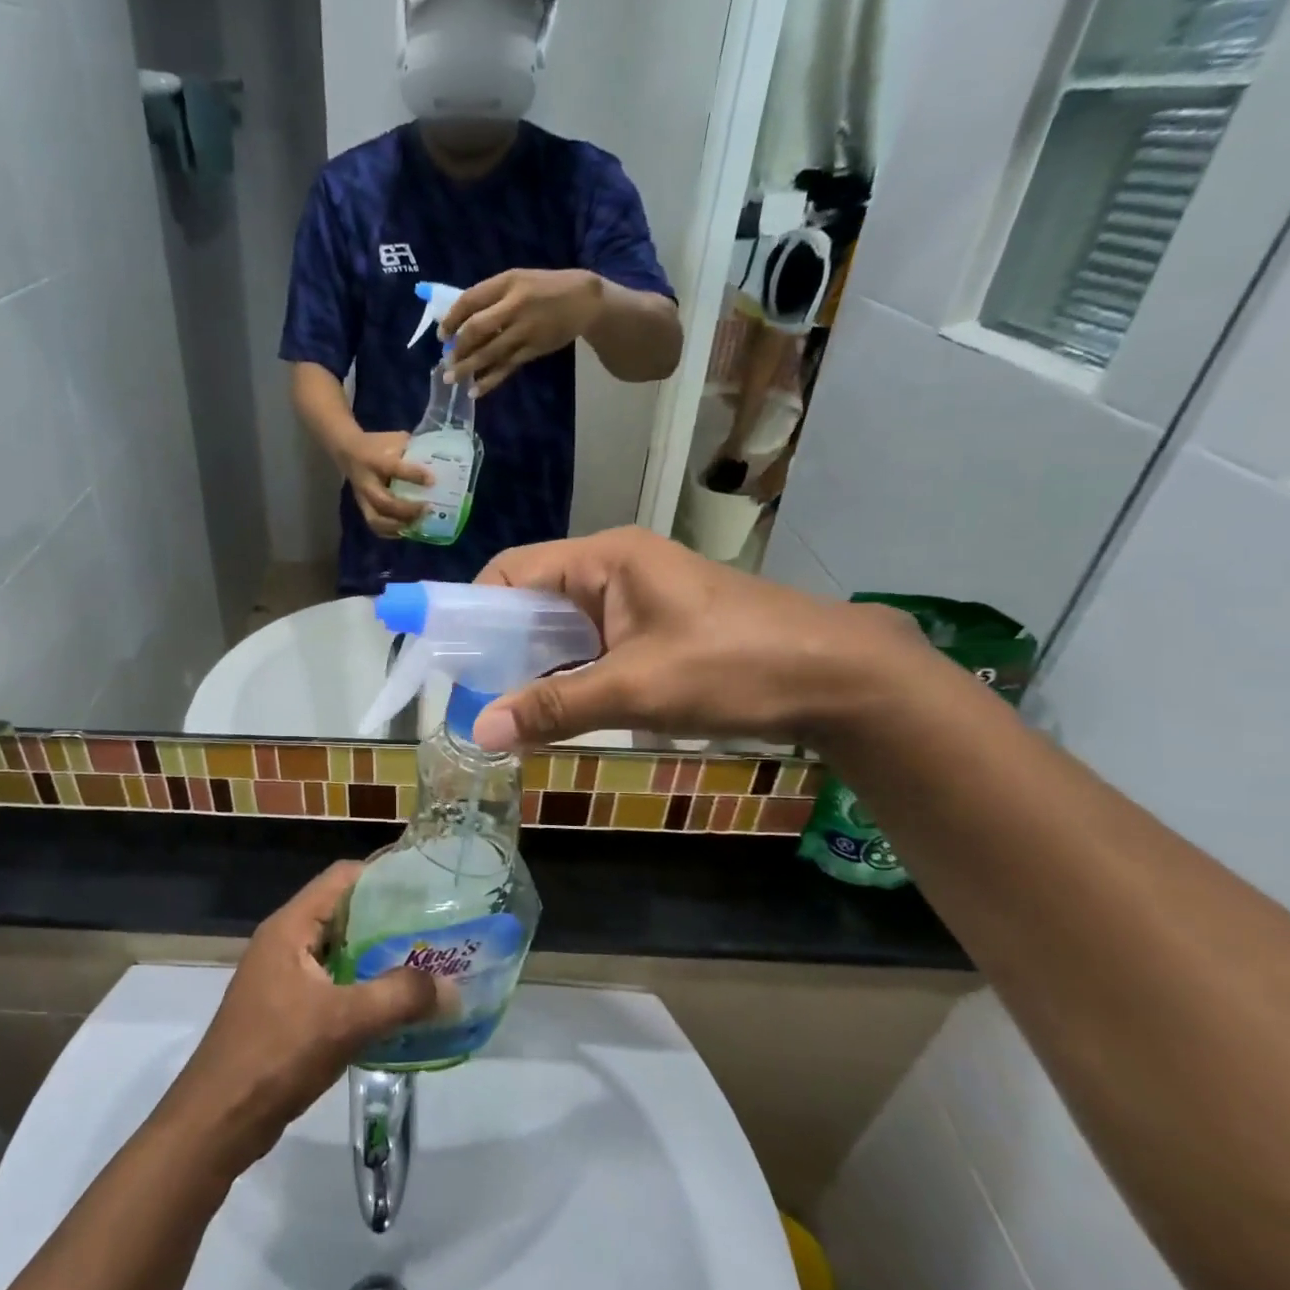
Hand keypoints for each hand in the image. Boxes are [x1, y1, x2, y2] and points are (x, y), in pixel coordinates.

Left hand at [154, 862, 441, 1175]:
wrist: (216, 1123)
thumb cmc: (276, 1055)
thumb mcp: (344, 1022)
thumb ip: (400, 998)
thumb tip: (450, 987)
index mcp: (290, 927)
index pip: (342, 877)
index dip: (384, 875)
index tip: (428, 886)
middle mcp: (285, 941)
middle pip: (343, 912)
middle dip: (389, 919)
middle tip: (436, 930)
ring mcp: (283, 977)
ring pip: (340, 951)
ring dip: (378, 956)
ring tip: (426, 965)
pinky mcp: (286, 1009)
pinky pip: (332, 983)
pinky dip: (363, 987)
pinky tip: (395, 1007)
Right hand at [335, 430, 432, 536]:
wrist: (347, 451)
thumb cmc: (376, 444)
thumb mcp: (394, 439)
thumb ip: (413, 449)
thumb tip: (437, 461)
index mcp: (374, 460)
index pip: (394, 468)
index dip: (414, 475)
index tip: (432, 481)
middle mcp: (367, 482)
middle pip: (384, 502)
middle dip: (407, 509)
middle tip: (427, 508)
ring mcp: (363, 498)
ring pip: (376, 519)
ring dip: (398, 525)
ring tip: (417, 523)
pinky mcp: (362, 507)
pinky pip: (375, 526)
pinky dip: (391, 532)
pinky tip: (406, 530)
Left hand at [443, 268, 604, 396]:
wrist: (585, 300)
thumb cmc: (546, 288)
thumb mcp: (519, 281)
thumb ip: (492, 296)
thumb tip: (461, 320)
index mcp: (507, 282)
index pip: (469, 300)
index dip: (451, 319)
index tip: (442, 335)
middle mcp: (514, 305)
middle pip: (476, 329)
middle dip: (458, 347)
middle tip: (446, 359)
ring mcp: (524, 329)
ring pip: (489, 352)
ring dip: (467, 368)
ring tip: (451, 379)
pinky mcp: (533, 349)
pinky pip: (506, 367)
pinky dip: (489, 380)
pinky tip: (475, 391)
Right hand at [470, 526, 923, 752]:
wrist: (840, 676)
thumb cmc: (735, 666)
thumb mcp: (636, 689)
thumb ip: (553, 706)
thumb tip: (478, 730)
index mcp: (604, 559)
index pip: (511, 572)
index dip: (472, 610)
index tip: (448, 660)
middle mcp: (613, 567)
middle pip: (530, 598)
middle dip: (498, 645)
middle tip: (473, 695)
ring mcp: (635, 596)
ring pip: (560, 625)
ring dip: (532, 664)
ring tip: (505, 708)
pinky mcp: (652, 624)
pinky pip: (589, 643)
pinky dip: (566, 672)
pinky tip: (555, 707)